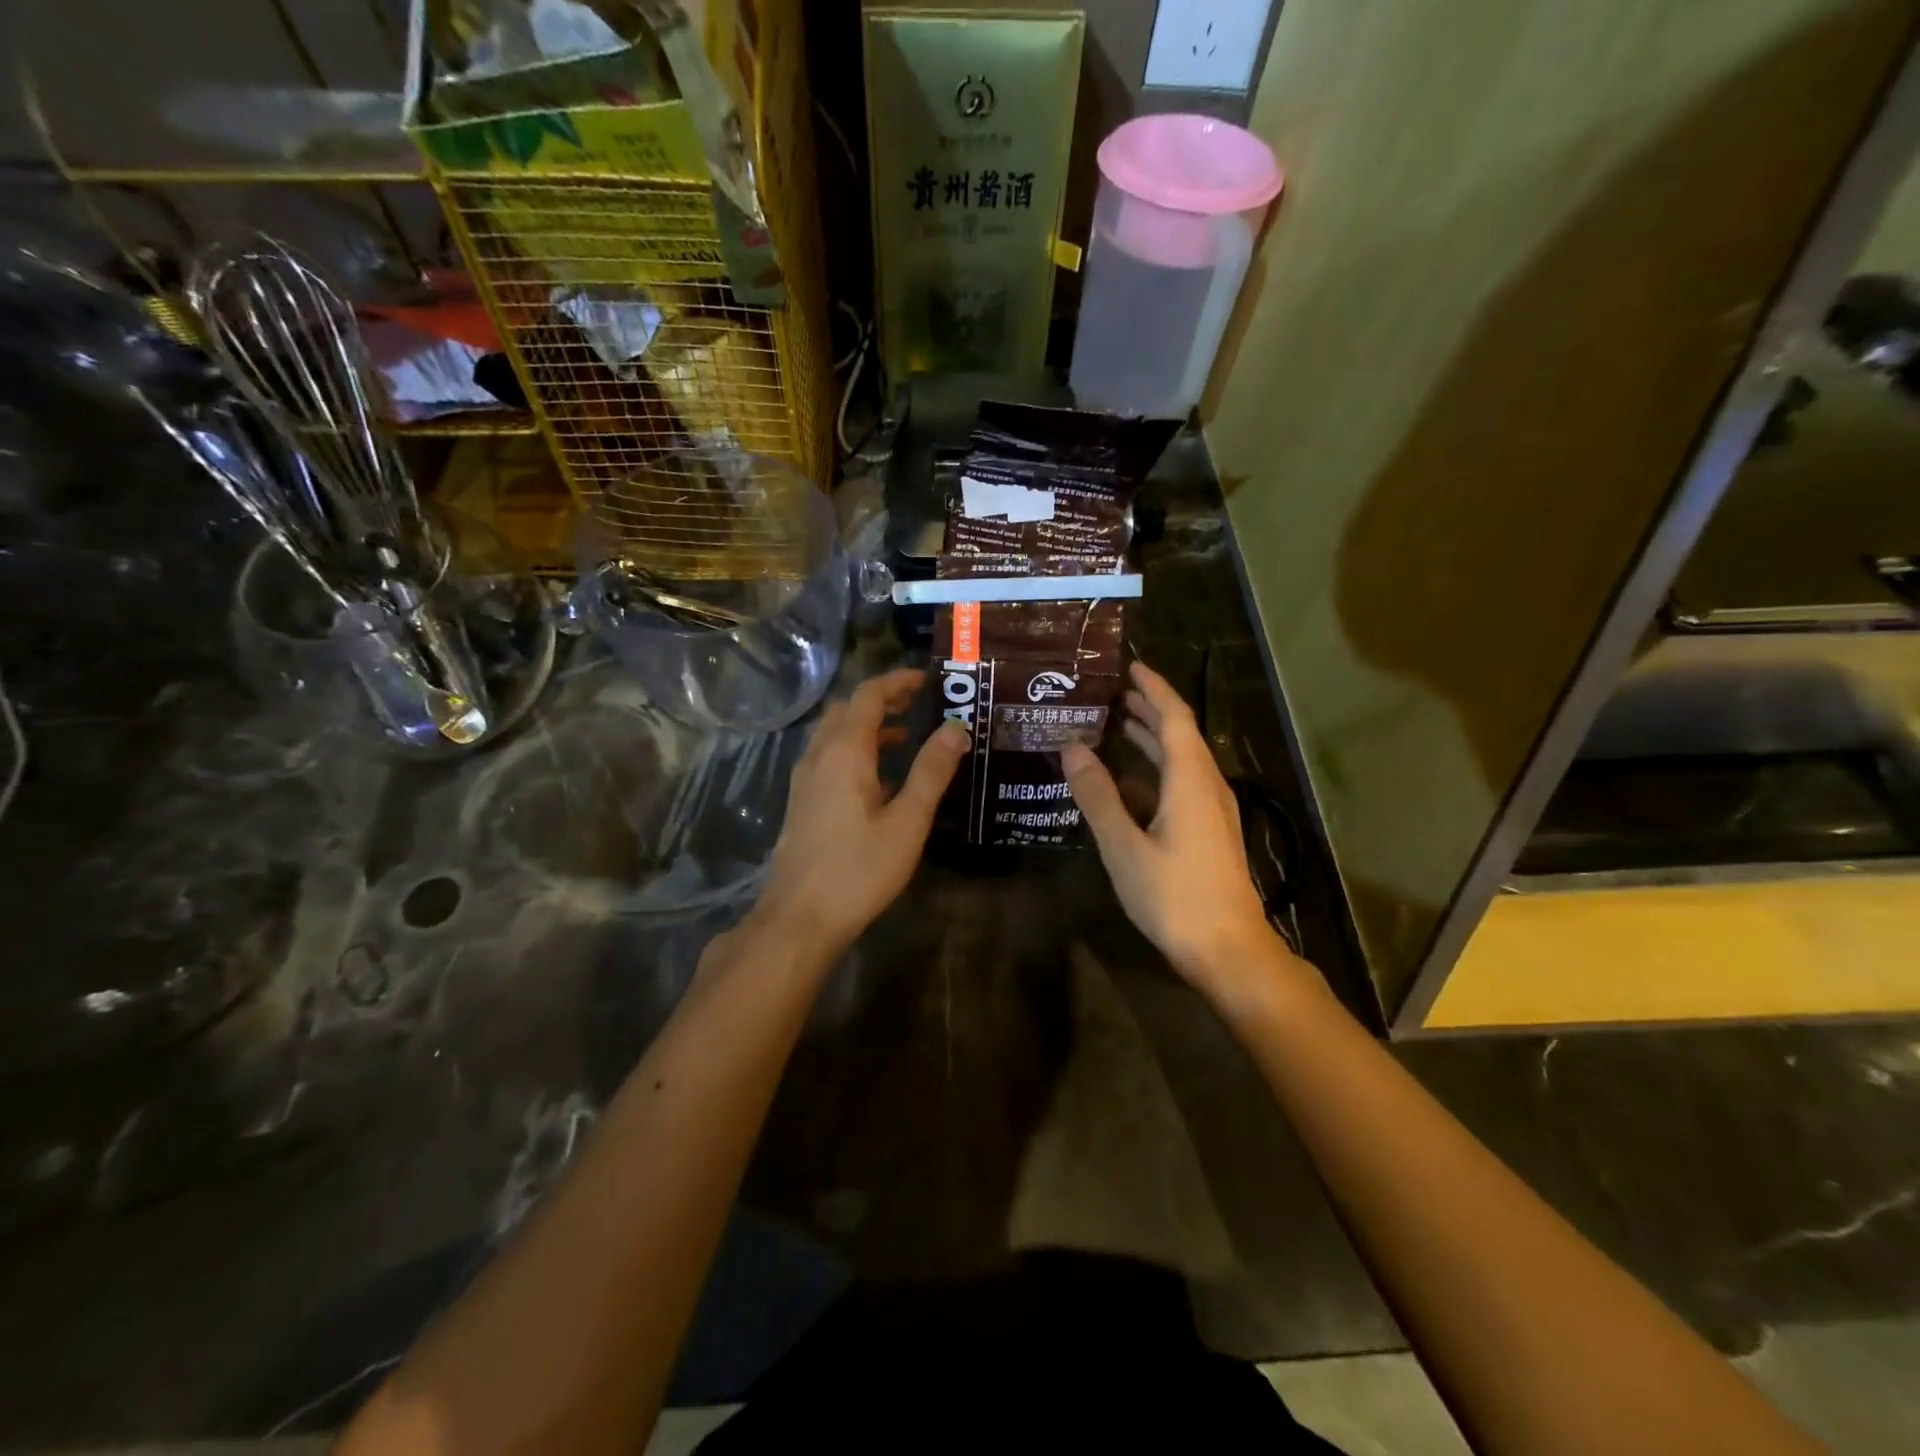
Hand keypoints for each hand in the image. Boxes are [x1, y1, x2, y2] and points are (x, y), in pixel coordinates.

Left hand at [754, 667, 968, 955]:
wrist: (799, 917)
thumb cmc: (859, 868)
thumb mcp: (907, 821)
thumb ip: (932, 771)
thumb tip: (956, 727)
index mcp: (844, 752)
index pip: (868, 696)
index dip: (897, 681)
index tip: (926, 679)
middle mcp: (819, 756)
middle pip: (848, 710)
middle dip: (882, 699)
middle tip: (917, 701)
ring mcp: (805, 779)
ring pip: (835, 734)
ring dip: (867, 725)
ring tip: (905, 734)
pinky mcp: (802, 802)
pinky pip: (829, 757)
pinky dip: (855, 749)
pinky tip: (878, 776)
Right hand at [1062, 662, 1295, 999]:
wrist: (1228, 950)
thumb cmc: (1175, 896)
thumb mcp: (1124, 845)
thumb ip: (1097, 795)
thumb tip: (1072, 748)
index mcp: (1190, 779)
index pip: (1174, 717)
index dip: (1153, 688)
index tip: (1130, 666)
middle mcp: (1206, 786)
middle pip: (1180, 734)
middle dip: (1149, 710)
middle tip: (1113, 694)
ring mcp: (1211, 811)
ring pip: (1181, 761)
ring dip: (1151, 740)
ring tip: (1117, 724)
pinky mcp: (1209, 833)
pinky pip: (1180, 785)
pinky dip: (1154, 771)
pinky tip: (1128, 782)